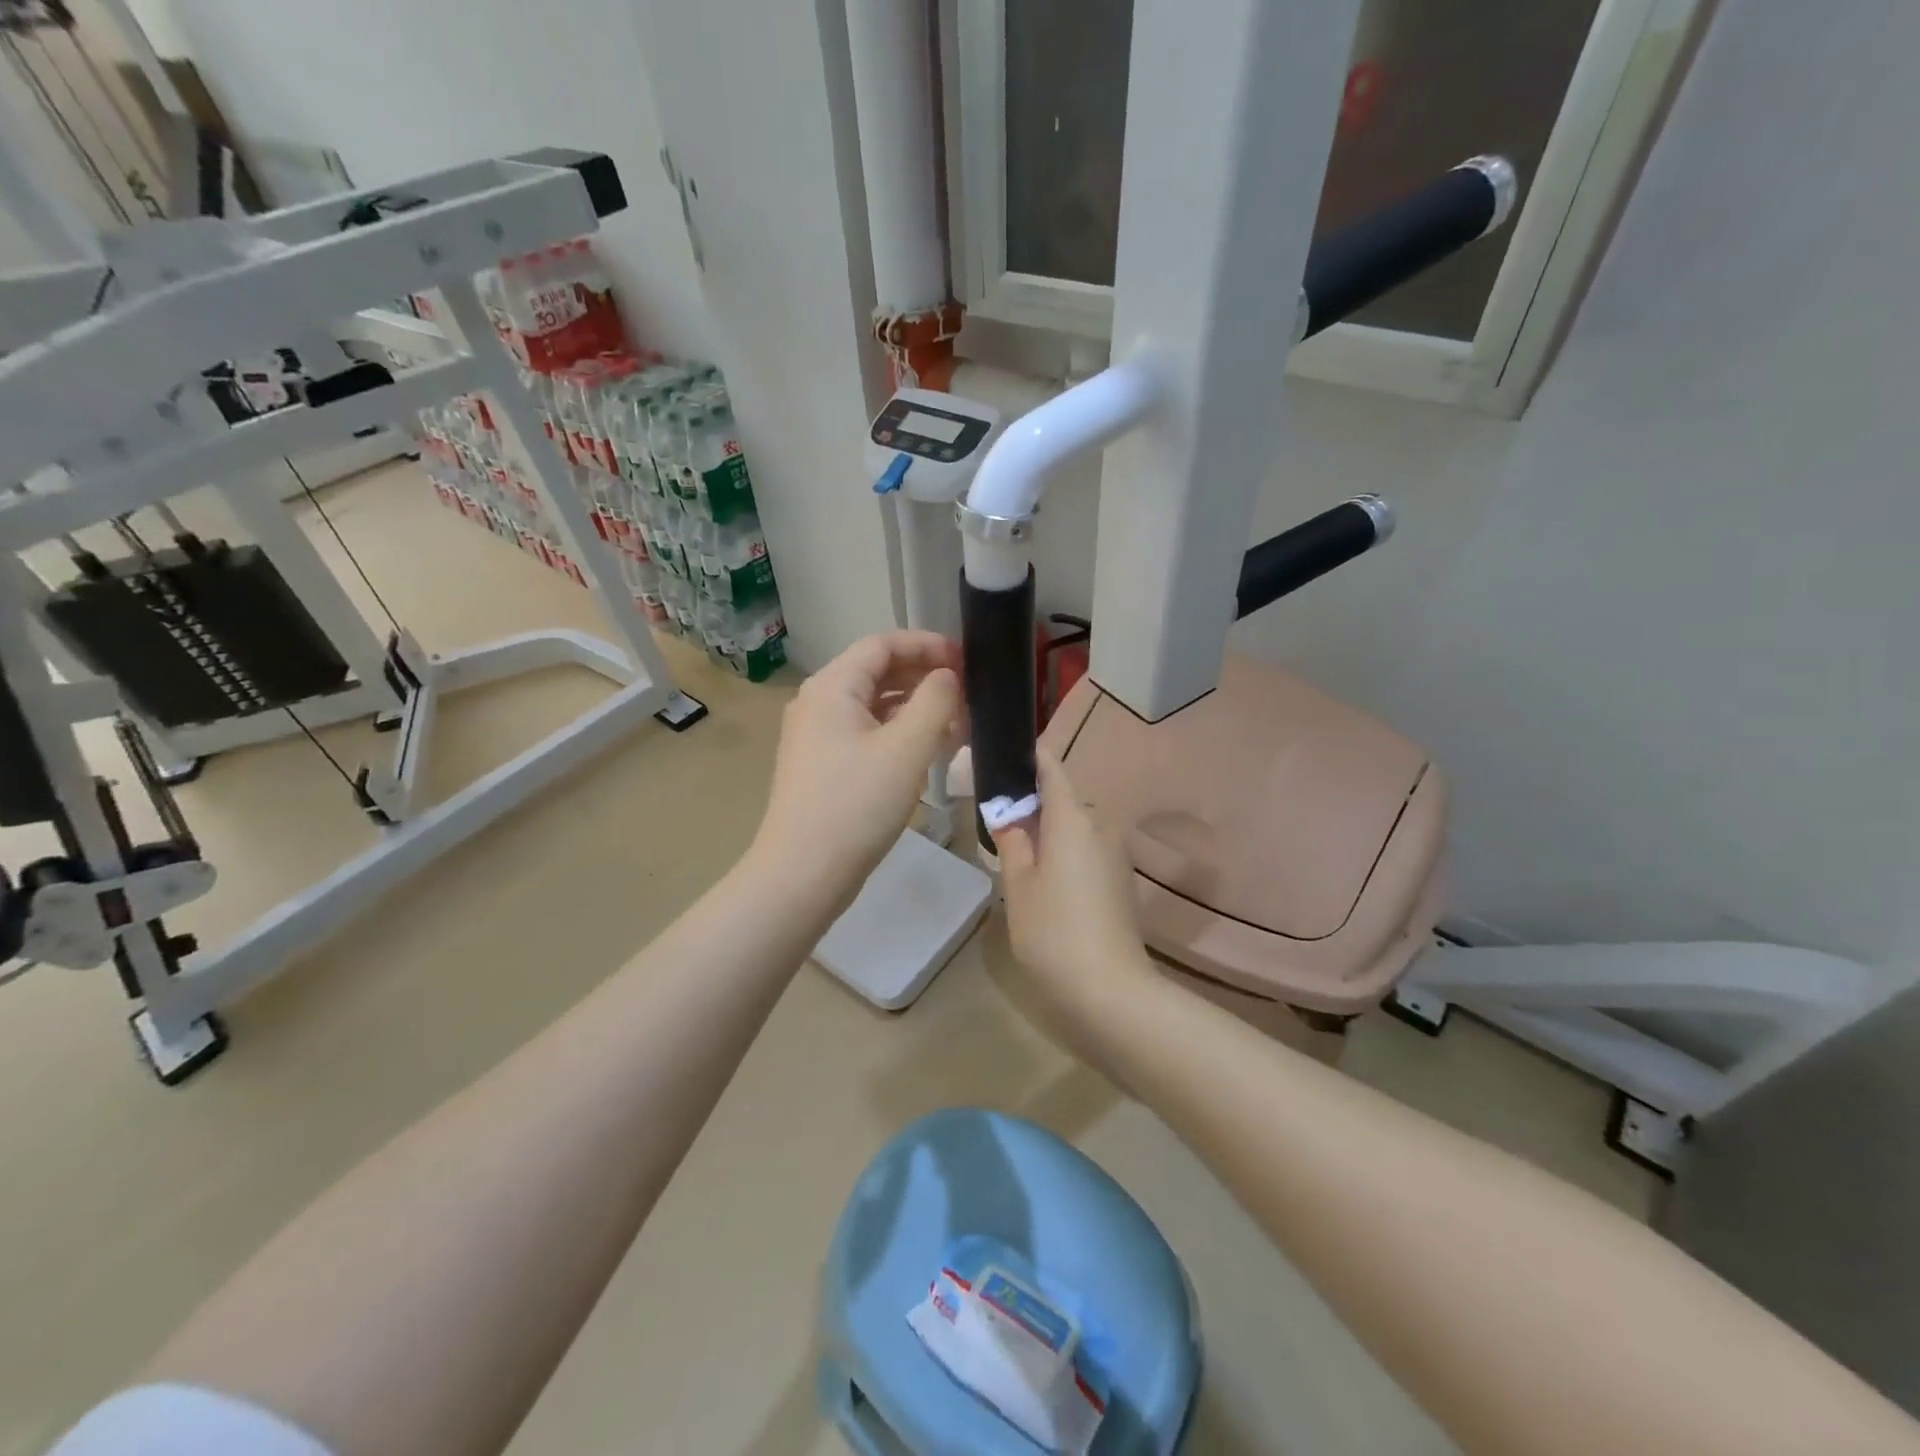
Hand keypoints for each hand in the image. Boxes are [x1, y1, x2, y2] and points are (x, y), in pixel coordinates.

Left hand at [751, 631, 963, 907]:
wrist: (803, 874)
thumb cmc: (856, 804)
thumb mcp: (906, 748)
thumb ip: (935, 702)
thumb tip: (947, 676)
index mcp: (832, 687)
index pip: (883, 644)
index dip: (927, 645)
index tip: (967, 659)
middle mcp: (819, 703)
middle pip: (877, 672)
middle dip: (924, 677)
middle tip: (968, 692)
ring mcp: (818, 737)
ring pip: (874, 706)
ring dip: (916, 708)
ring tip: (958, 723)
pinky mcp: (825, 767)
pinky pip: (867, 735)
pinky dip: (900, 735)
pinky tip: (930, 751)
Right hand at [992, 748, 1155, 1034]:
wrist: (1110, 990)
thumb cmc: (1052, 930)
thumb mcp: (1018, 885)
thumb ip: (1013, 842)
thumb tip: (1010, 816)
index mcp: (1073, 818)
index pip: (1052, 769)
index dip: (1032, 759)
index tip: (1008, 757)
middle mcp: (1101, 825)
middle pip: (1063, 802)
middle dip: (1034, 808)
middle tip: (999, 827)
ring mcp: (1116, 854)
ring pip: (1076, 829)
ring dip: (1050, 835)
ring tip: (1019, 862)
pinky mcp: (1122, 881)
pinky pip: (1088, 851)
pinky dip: (1066, 856)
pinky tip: (1048, 887)